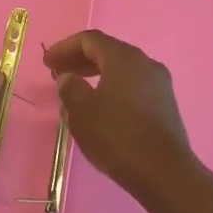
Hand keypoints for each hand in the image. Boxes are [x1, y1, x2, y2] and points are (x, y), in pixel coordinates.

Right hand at [43, 30, 207, 207]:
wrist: (164, 173)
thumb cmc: (117, 136)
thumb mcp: (82, 112)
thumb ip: (70, 88)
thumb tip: (68, 78)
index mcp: (124, 58)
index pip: (90, 40)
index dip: (64, 47)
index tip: (47, 63)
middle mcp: (145, 63)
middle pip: (108, 51)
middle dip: (80, 60)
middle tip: (58, 73)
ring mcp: (159, 84)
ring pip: (122, 69)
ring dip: (96, 74)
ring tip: (76, 91)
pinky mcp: (165, 104)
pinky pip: (133, 85)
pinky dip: (112, 88)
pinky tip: (100, 107)